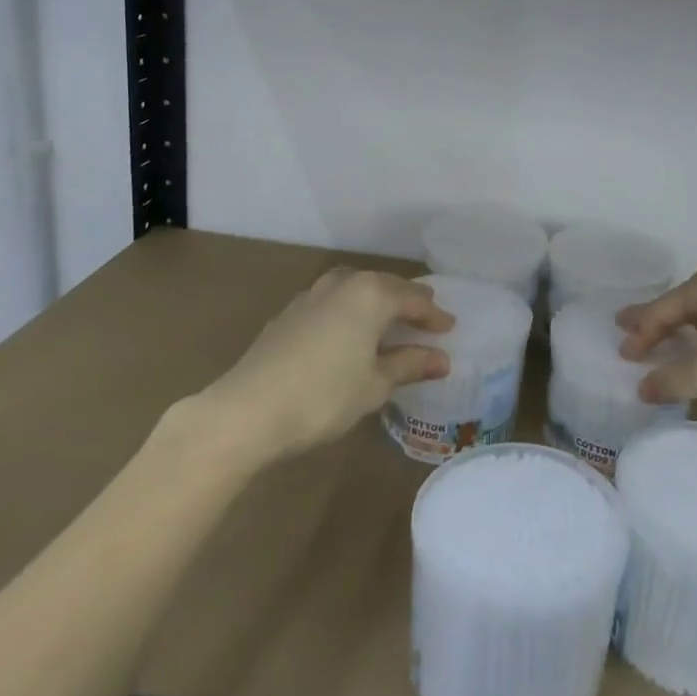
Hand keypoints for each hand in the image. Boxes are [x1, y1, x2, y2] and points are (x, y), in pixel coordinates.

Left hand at [200, 268, 453, 456]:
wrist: (246, 411)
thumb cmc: (323, 397)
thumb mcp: (374, 385)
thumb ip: (409, 365)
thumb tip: (442, 359)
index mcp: (370, 295)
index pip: (413, 299)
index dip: (433, 315)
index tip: (450, 327)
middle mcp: (342, 285)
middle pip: (384, 285)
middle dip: (406, 300)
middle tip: (425, 317)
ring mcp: (310, 296)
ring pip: (354, 287)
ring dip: (375, 300)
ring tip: (388, 319)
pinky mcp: (287, 314)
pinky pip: (331, 301)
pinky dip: (349, 310)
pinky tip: (348, 331)